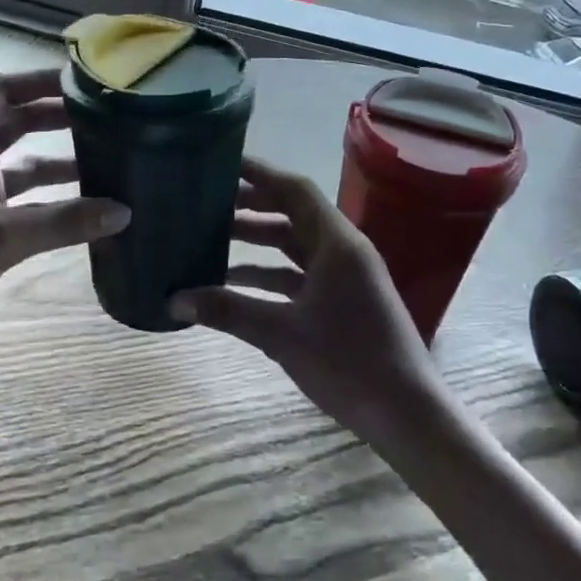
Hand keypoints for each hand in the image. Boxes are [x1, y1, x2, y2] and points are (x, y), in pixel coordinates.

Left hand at [0, 69, 128, 339]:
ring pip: (22, 163)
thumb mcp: (1, 235)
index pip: (3, 90)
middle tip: (105, 118)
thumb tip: (123, 212)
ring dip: (58, 161)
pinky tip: (83, 208)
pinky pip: (21, 199)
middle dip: (57, 119)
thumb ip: (62, 222)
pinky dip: (50, 199)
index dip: (39, 80)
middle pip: (17, 123)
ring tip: (106, 160)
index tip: (81, 81)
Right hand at [169, 158, 441, 431]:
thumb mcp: (281, 334)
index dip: (258, 173)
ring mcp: (345, 276)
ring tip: (210, 239)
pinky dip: (268, 273)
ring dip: (256, 242)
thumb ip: (227, 311)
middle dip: (250, 207)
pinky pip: (298, 274)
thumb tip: (173, 299)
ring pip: (293, 245)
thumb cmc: (349, 363)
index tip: (220, 165)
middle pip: (291, 214)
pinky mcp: (343, 300)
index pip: (294, 190)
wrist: (407, 415)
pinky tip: (233, 283)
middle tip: (205, 203)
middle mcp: (343, 250)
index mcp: (337, 243)